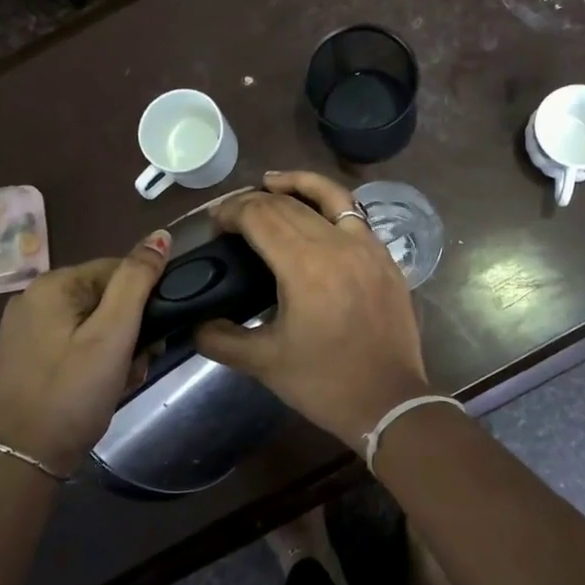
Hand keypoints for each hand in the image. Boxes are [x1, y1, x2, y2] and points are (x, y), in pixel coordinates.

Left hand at [0, 230, 170, 474]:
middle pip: (104, 298)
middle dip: (129, 329)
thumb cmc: (75, 392)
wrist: (25, 457)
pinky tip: (99, 386)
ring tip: (120, 379)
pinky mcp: (24, 355)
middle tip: (137, 363)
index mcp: (52, 285)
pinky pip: (72, 342)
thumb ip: (137, 281)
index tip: (153, 337)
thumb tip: (160, 235)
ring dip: (115, 347)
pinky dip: (92, 359)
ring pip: (91, 323)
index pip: (118, 270)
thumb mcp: (114, 335)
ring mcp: (24, 329)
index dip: (144, 301)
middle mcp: (32, 298)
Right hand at [195, 171, 431, 444]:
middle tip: (232, 214)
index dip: (232, 212)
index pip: (260, 216)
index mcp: (304, 266)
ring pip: (328, 197)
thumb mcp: (263, 363)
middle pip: (288, 205)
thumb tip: (194, 324)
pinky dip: (331, 202)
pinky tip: (317, 210)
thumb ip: (220, 339)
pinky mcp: (385, 256)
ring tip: (271, 182)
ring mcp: (367, 246)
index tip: (214, 223)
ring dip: (296, 184)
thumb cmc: (324, 383)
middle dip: (254, 201)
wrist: (390, 402)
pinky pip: (355, 214)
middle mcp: (336, 244)